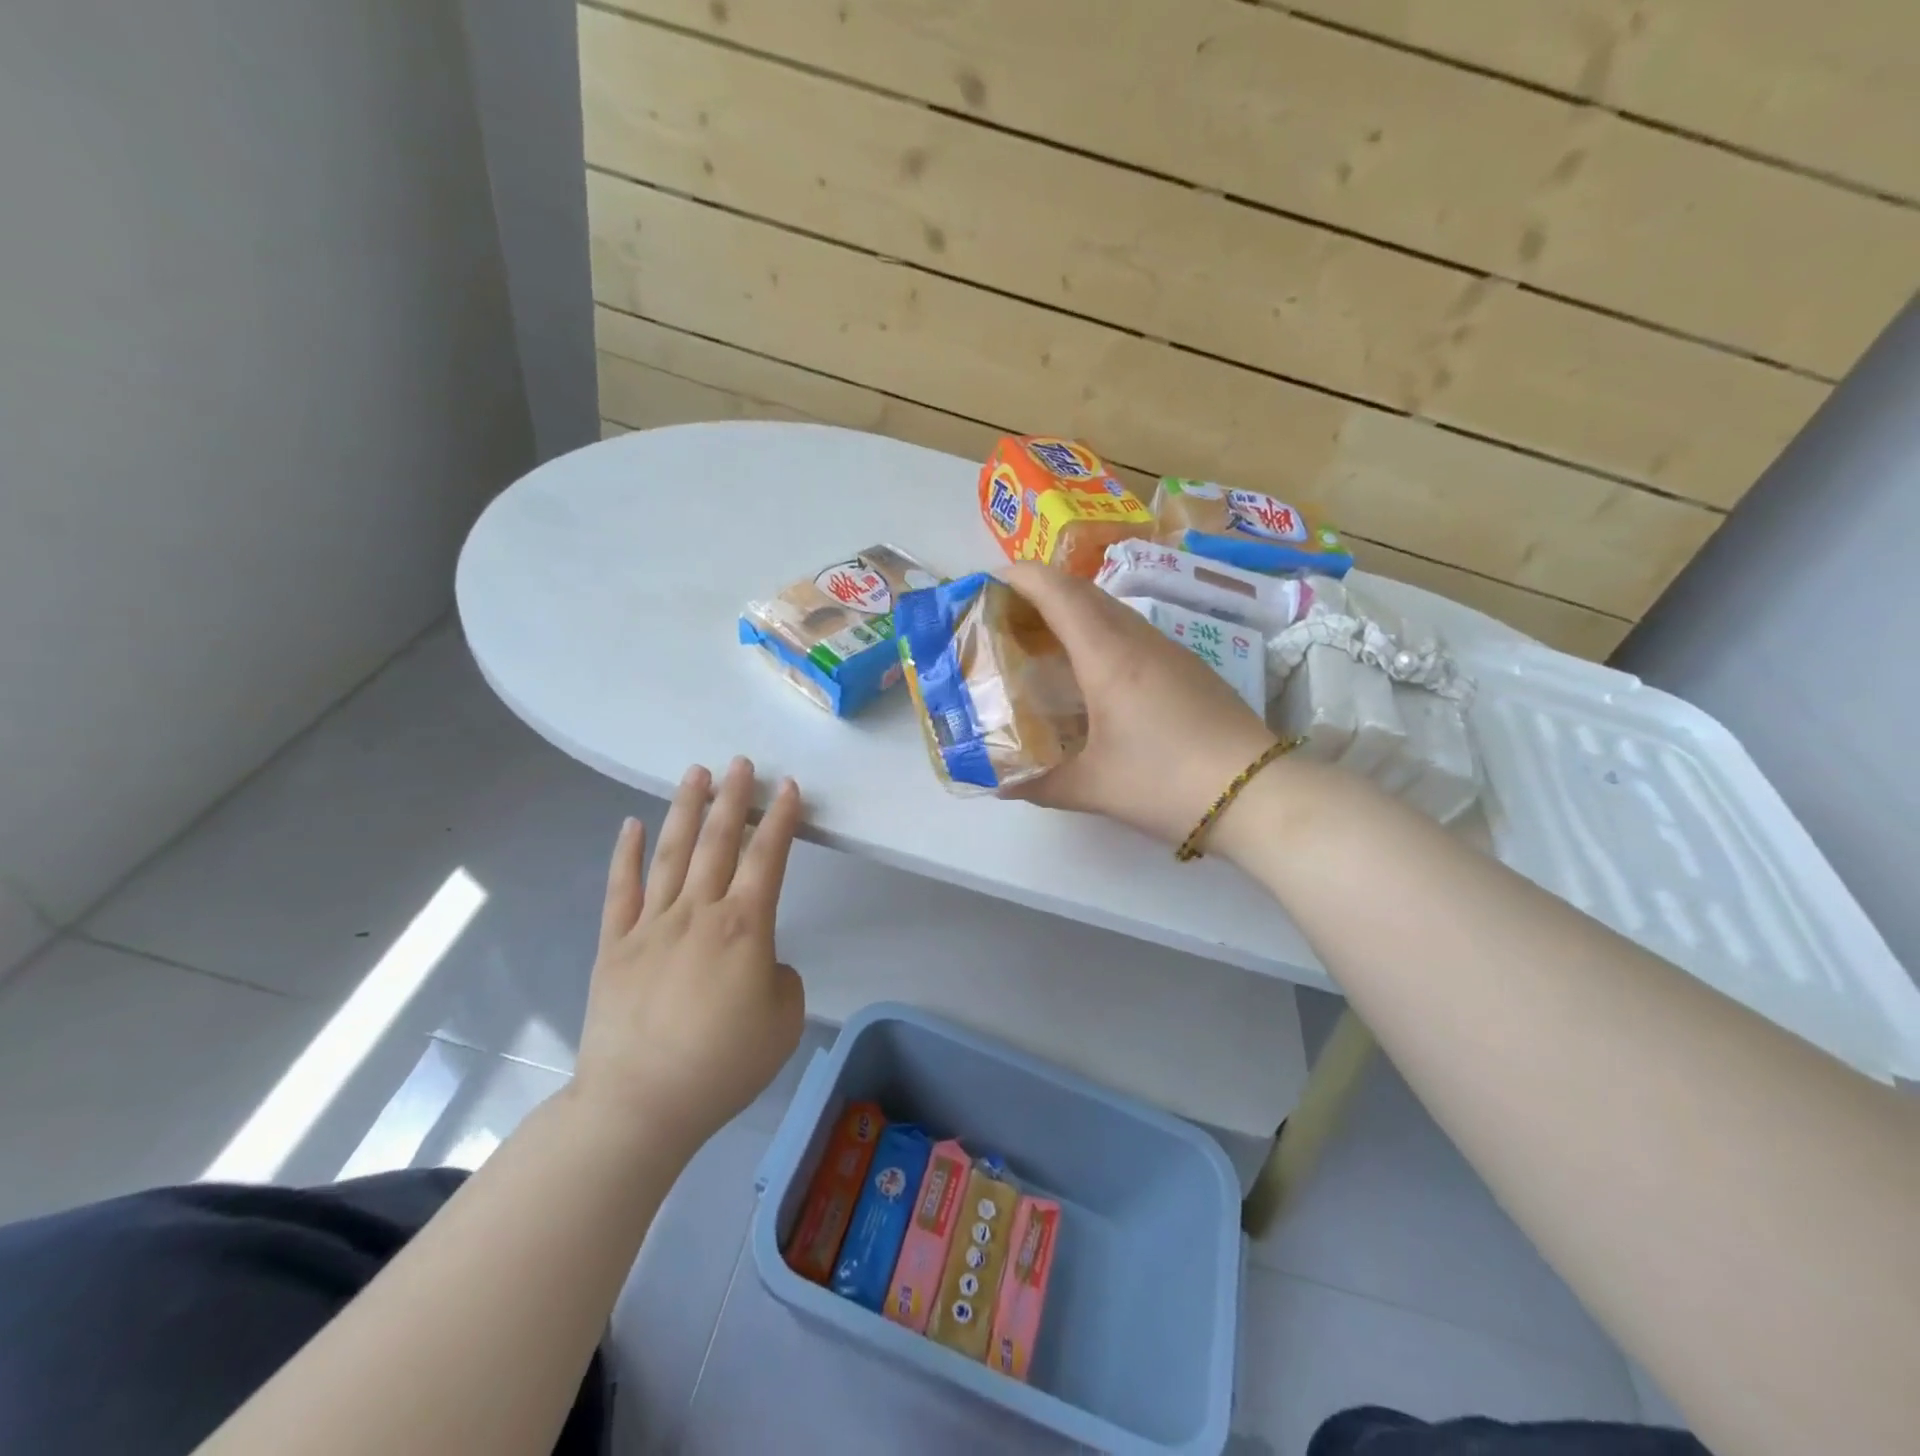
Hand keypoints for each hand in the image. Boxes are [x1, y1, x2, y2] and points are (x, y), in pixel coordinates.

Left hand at [571, 758, 805, 1156]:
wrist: (641, 1104)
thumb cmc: (722, 1065)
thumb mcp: (784, 1022)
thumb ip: (779, 978)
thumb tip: (757, 962)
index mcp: (745, 927)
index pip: (768, 858)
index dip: (781, 819)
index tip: (788, 788)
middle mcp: (698, 912)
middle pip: (719, 842)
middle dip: (734, 798)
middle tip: (741, 763)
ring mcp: (651, 925)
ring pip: (672, 853)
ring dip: (687, 809)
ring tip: (696, 773)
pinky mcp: (614, 946)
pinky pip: (621, 890)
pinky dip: (625, 854)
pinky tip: (630, 824)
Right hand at [1001, 562, 1277, 845]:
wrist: (1258, 794)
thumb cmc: (1166, 783)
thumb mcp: (1093, 788)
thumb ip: (1039, 784)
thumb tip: (1000, 783)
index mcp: (1109, 657)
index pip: (1059, 592)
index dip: (1021, 577)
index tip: (988, 583)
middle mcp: (1139, 640)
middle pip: (1084, 591)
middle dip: (1040, 590)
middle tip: (1006, 616)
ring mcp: (1169, 650)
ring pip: (1111, 610)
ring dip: (1072, 612)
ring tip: (1041, 642)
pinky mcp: (1188, 667)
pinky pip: (1132, 631)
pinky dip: (1099, 633)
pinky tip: (1091, 672)